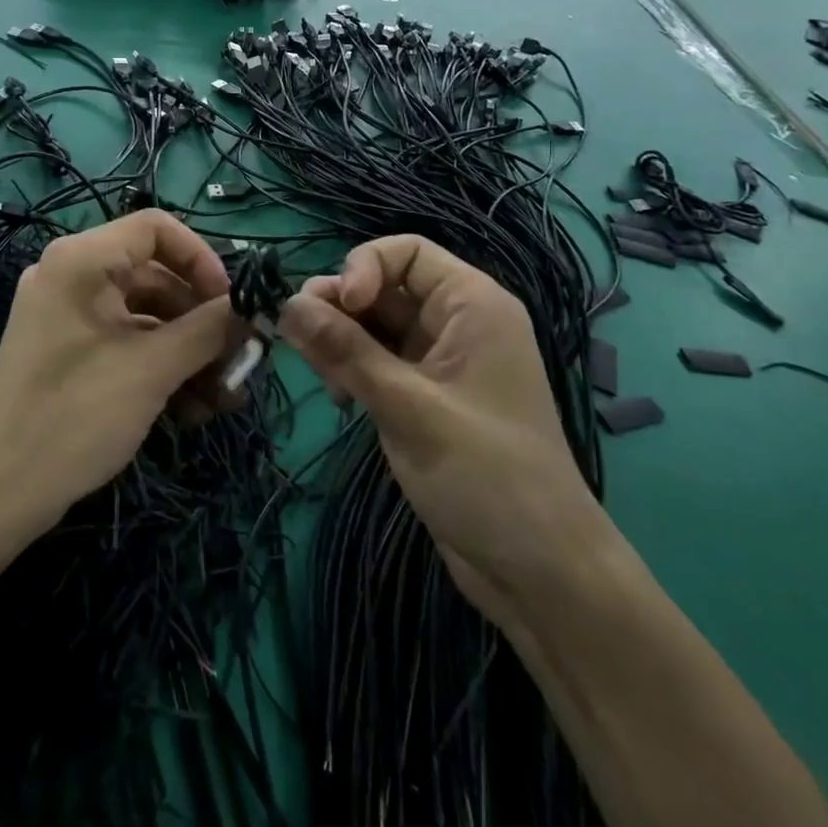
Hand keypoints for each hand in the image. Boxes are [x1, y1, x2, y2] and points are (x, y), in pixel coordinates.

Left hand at [0, 211, 242, 535]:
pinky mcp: (67, 350)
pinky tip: (190, 411)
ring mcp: (66, 314)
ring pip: (145, 315)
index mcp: (81, 260)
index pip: (156, 227)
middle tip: (238, 360)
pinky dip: (159, 366)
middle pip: (155, 276)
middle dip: (202, 321)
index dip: (201, 259)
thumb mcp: (152, 369)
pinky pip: (124, 340)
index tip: (230, 303)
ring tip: (222, 399)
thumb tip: (251, 308)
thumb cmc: (76, 416)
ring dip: (187, 352)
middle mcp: (71, 274)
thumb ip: (208, 330)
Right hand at [279, 236, 605, 604]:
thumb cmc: (486, 475)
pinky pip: (377, 362)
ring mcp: (440, 362)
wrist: (541, 574)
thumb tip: (286, 302)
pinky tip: (338, 398)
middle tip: (302, 342)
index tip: (338, 306)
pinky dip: (351, 369)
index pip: (405, 252)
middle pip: (382, 287)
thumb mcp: (408, 407)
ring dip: (339, 341)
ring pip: (374, 326)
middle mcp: (456, 323)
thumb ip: (345, 351)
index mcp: (472, 305)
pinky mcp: (425, 397)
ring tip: (321, 377)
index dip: (363, 267)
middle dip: (339, 308)